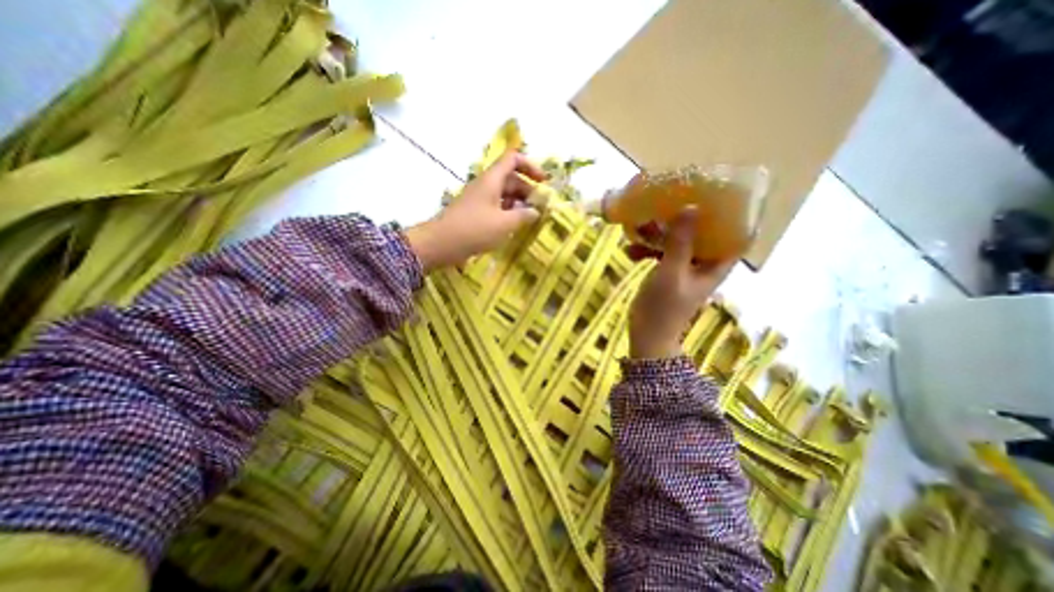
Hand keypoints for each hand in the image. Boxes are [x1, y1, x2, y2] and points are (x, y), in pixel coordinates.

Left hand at [404, 151, 547, 269]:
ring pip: (504, 194)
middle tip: (540, 207)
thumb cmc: (474, 230)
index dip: (530, 166)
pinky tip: (515, 225)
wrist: (441, 243)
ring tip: (530, 218)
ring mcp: (480, 199)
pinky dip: (508, 212)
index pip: (513, 159)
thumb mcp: (504, 224)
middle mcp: (486, 185)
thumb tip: (536, 212)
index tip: (543, 182)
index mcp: (492, 180)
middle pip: (511, 178)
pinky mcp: (476, 212)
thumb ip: (523, 216)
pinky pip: (496, 206)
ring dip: (519, 203)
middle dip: (528, 190)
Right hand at [629, 209, 733, 357]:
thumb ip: (680, 241)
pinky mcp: (666, 271)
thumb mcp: (671, 271)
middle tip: (669, 202)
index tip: (717, 194)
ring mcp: (683, 266)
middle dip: (685, 218)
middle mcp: (703, 262)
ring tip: (639, 226)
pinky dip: (647, 248)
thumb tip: (691, 207)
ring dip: (659, 233)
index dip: (731, 214)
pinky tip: (629, 250)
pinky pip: (660, 252)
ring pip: (677, 241)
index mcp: (715, 264)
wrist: (647, 333)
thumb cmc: (664, 306)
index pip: (734, 234)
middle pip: (701, 233)